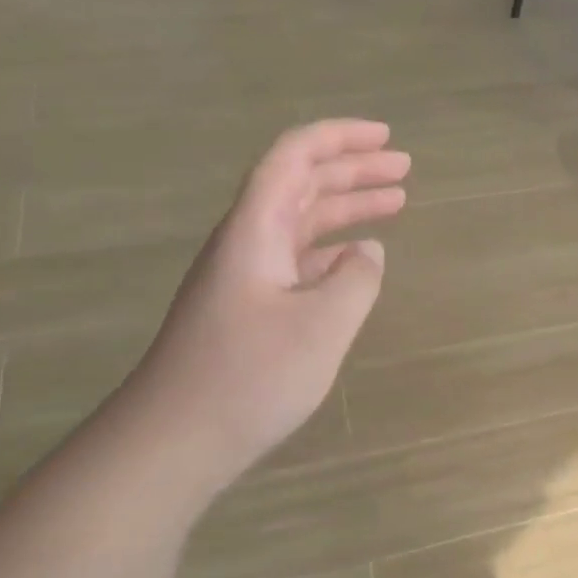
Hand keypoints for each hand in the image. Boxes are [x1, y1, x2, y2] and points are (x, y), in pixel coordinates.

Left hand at [124, 119, 408, 495]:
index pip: (293, 158)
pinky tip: (358, 261)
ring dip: (346, 207)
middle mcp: (246, 243)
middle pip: (300, 185)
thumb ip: (356, 279)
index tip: (385, 137)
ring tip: (395, 203)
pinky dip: (332, 250)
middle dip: (353, 169)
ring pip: (301, 223)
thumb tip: (369, 251)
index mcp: (254, 231)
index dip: (339, 138)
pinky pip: (297, 260)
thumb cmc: (248, 377)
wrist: (174, 440)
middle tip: (404, 167)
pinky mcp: (249, 309)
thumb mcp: (321, 326)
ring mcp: (245, 277)